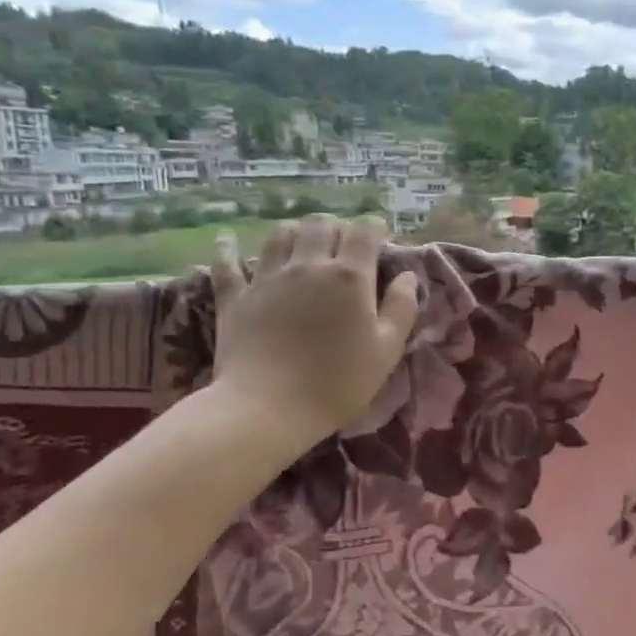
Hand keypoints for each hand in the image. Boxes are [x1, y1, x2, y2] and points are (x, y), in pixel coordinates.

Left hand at [207, 216, 418, 455]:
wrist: (268, 408)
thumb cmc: (338, 382)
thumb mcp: (387, 350)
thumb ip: (401, 308)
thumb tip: (408, 276)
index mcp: (350, 277)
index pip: (364, 233)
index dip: (375, 227)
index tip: (381, 235)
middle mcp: (308, 266)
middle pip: (321, 226)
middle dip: (337, 227)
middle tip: (345, 244)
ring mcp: (267, 278)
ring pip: (281, 235)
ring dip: (296, 232)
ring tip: (303, 243)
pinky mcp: (235, 297)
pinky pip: (227, 264)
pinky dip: (228, 249)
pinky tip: (227, 240)